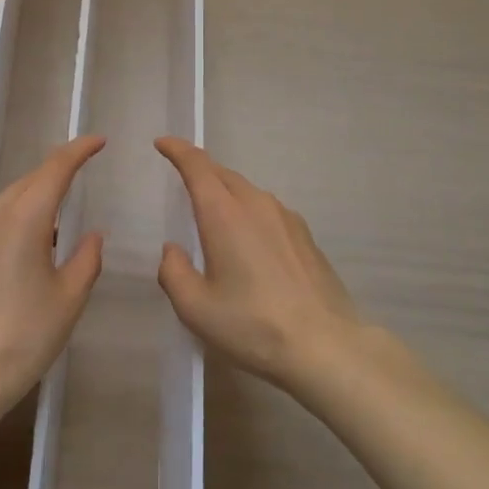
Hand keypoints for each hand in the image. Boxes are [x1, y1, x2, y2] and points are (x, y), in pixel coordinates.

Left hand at [0, 136, 106, 406]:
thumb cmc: (24, 335)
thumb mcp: (69, 298)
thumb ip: (86, 258)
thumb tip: (91, 235)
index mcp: (24, 217)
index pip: (55, 169)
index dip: (79, 151)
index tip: (99, 141)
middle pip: (31, 179)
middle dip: (59, 171)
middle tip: (85, 170)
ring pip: (12, 198)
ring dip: (38, 196)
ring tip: (62, 212)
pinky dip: (19, 216)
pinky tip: (32, 242)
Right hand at [154, 138, 365, 391]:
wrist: (325, 345)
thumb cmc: (252, 325)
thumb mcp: (196, 308)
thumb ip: (174, 273)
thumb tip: (173, 250)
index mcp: (224, 214)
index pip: (197, 166)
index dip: (178, 150)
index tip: (163, 143)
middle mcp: (256, 205)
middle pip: (223, 174)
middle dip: (200, 169)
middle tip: (182, 176)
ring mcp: (286, 218)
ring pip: (247, 191)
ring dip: (226, 192)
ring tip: (213, 212)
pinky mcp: (304, 236)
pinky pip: (267, 210)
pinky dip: (249, 212)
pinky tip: (249, 241)